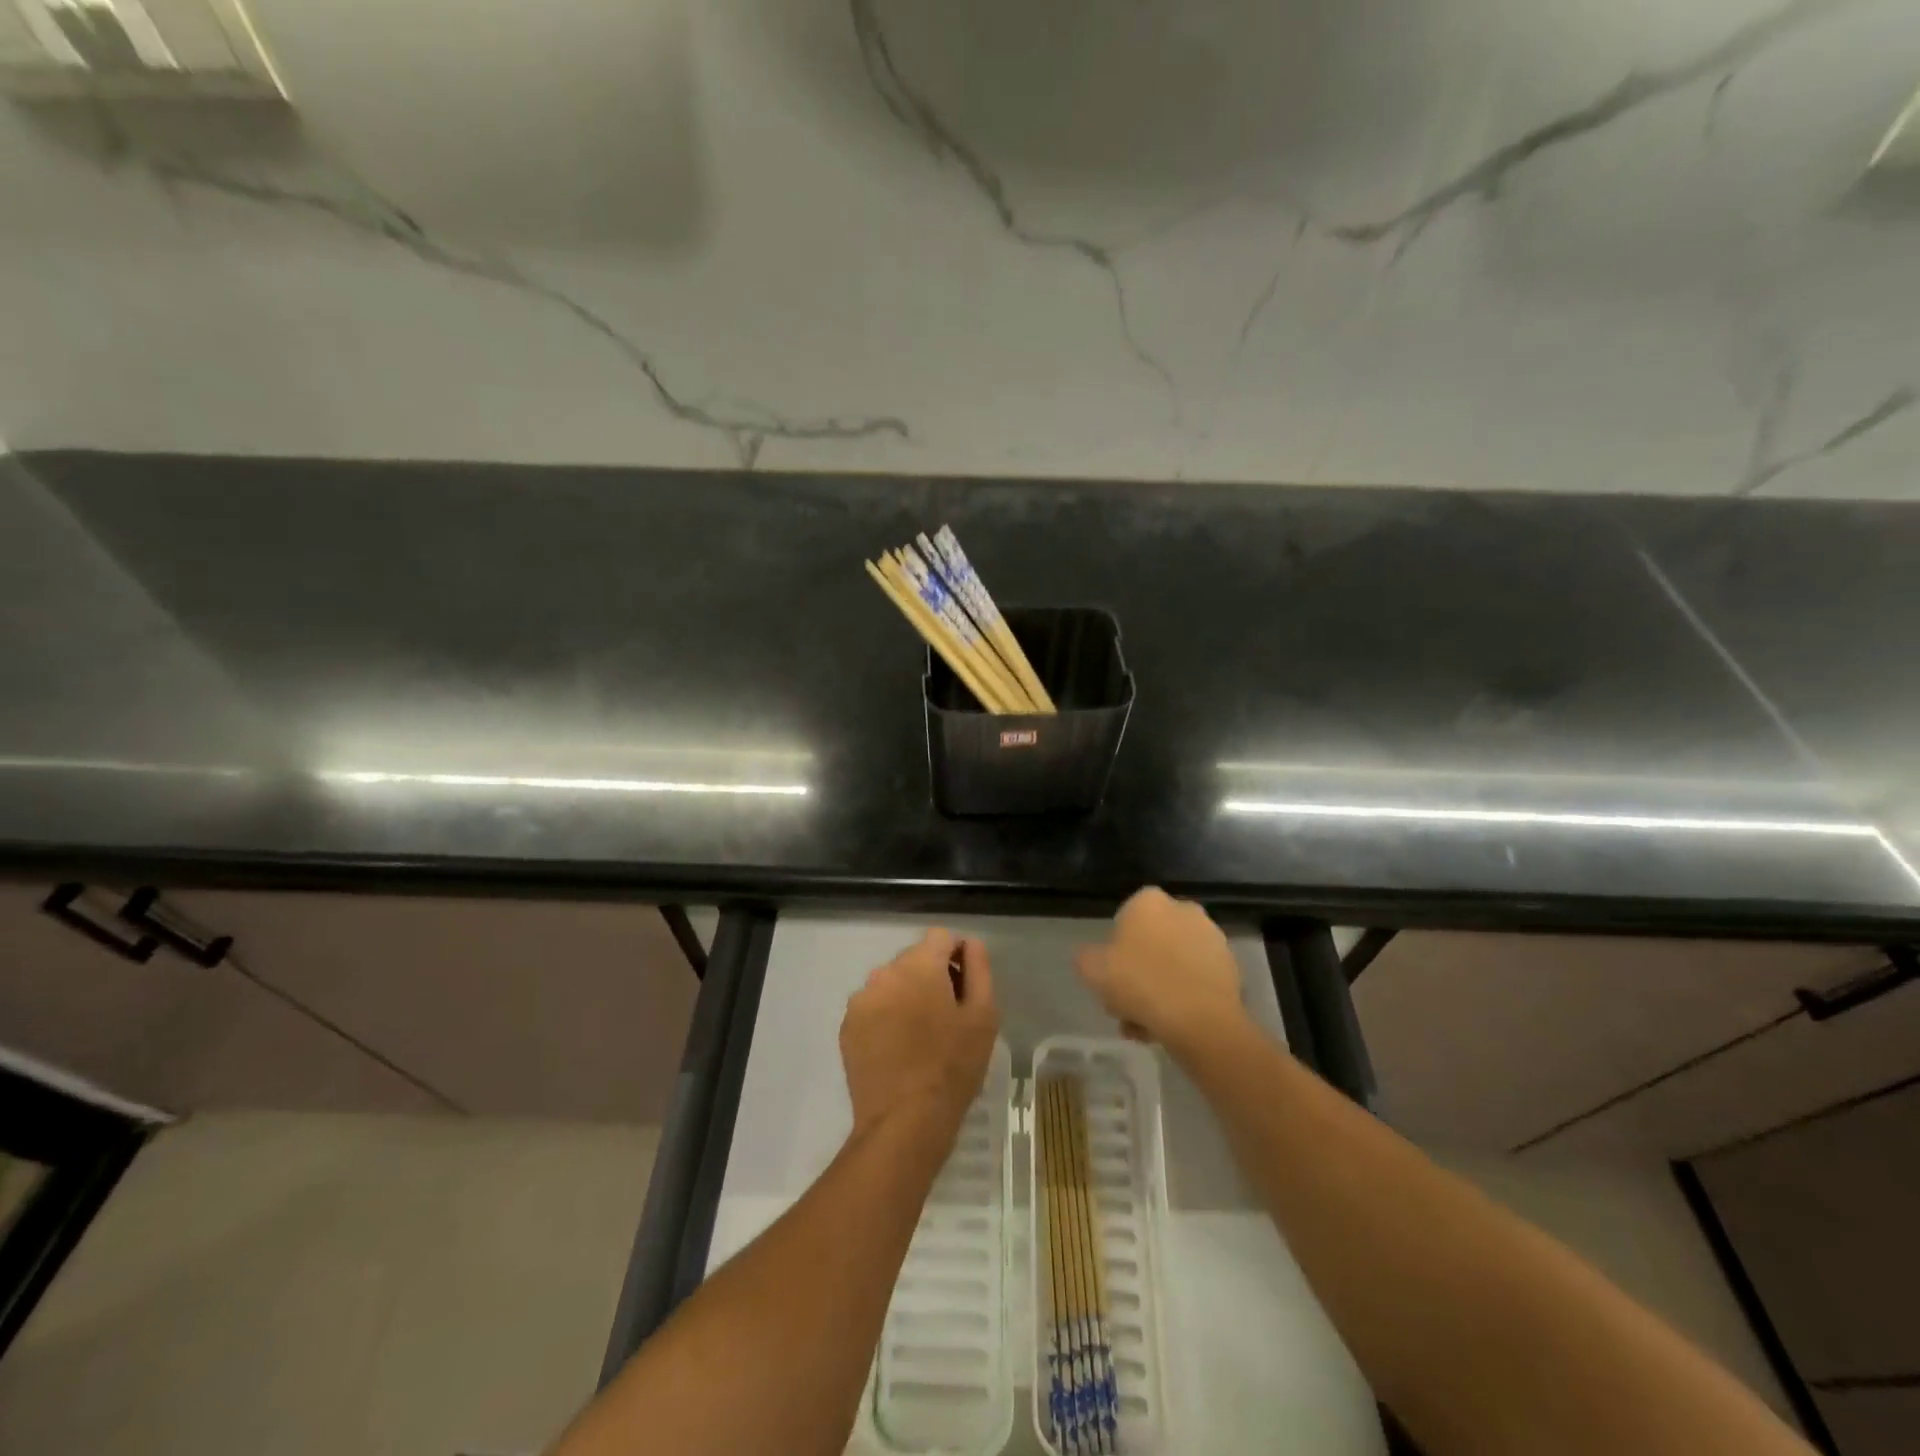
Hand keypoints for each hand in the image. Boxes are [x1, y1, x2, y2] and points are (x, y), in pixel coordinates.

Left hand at [841, 929, 999, 1138]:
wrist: (904, 1122)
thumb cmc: (953, 1067)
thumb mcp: (983, 1016)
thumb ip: (978, 969)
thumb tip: (969, 943)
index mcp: (920, 965)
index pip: (940, 937)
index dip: (956, 956)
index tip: (963, 989)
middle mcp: (885, 972)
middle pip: (914, 959)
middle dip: (930, 977)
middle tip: (945, 1018)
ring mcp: (861, 999)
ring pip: (891, 983)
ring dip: (906, 996)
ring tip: (919, 1037)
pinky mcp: (847, 1026)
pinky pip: (873, 1007)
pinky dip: (885, 1017)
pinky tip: (897, 1050)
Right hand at [1076, 887, 1246, 1054]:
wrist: (1199, 1019)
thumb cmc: (1139, 983)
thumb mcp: (1091, 969)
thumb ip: (1086, 957)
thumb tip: (1092, 957)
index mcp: (1149, 901)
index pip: (1125, 919)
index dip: (1115, 950)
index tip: (1111, 977)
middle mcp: (1183, 909)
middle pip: (1151, 943)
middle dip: (1138, 972)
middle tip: (1126, 1005)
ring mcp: (1211, 938)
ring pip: (1173, 965)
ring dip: (1159, 989)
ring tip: (1146, 1026)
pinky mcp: (1230, 967)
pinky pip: (1195, 981)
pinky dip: (1183, 999)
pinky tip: (1169, 1027)